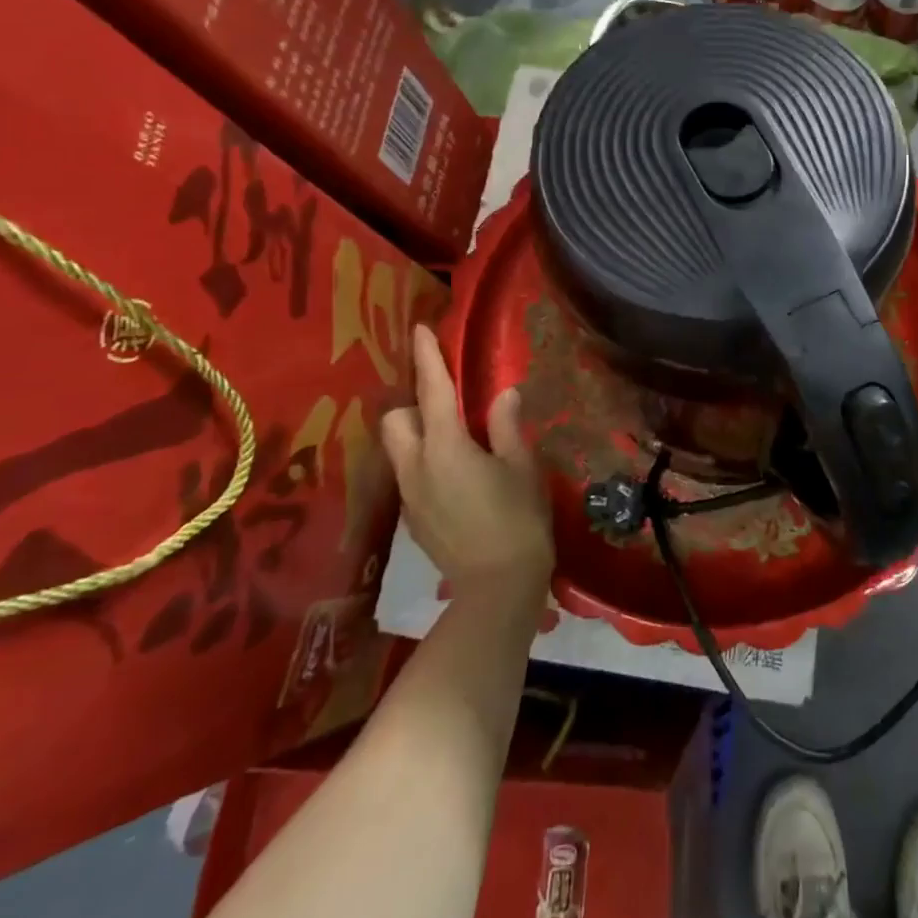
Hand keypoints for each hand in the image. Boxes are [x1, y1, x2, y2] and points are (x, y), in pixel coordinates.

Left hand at [380, 324, 553, 600]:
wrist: (496, 587)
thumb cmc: (518, 520)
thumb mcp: (521, 467)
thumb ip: (506, 427)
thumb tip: (503, 394)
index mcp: (445, 446)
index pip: (432, 390)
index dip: (427, 358)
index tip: (420, 330)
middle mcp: (416, 465)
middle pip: (396, 419)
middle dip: (413, 404)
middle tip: (447, 405)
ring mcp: (410, 494)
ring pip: (398, 448)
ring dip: (416, 433)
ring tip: (452, 438)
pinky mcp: (412, 517)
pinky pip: (409, 473)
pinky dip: (423, 461)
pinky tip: (455, 475)